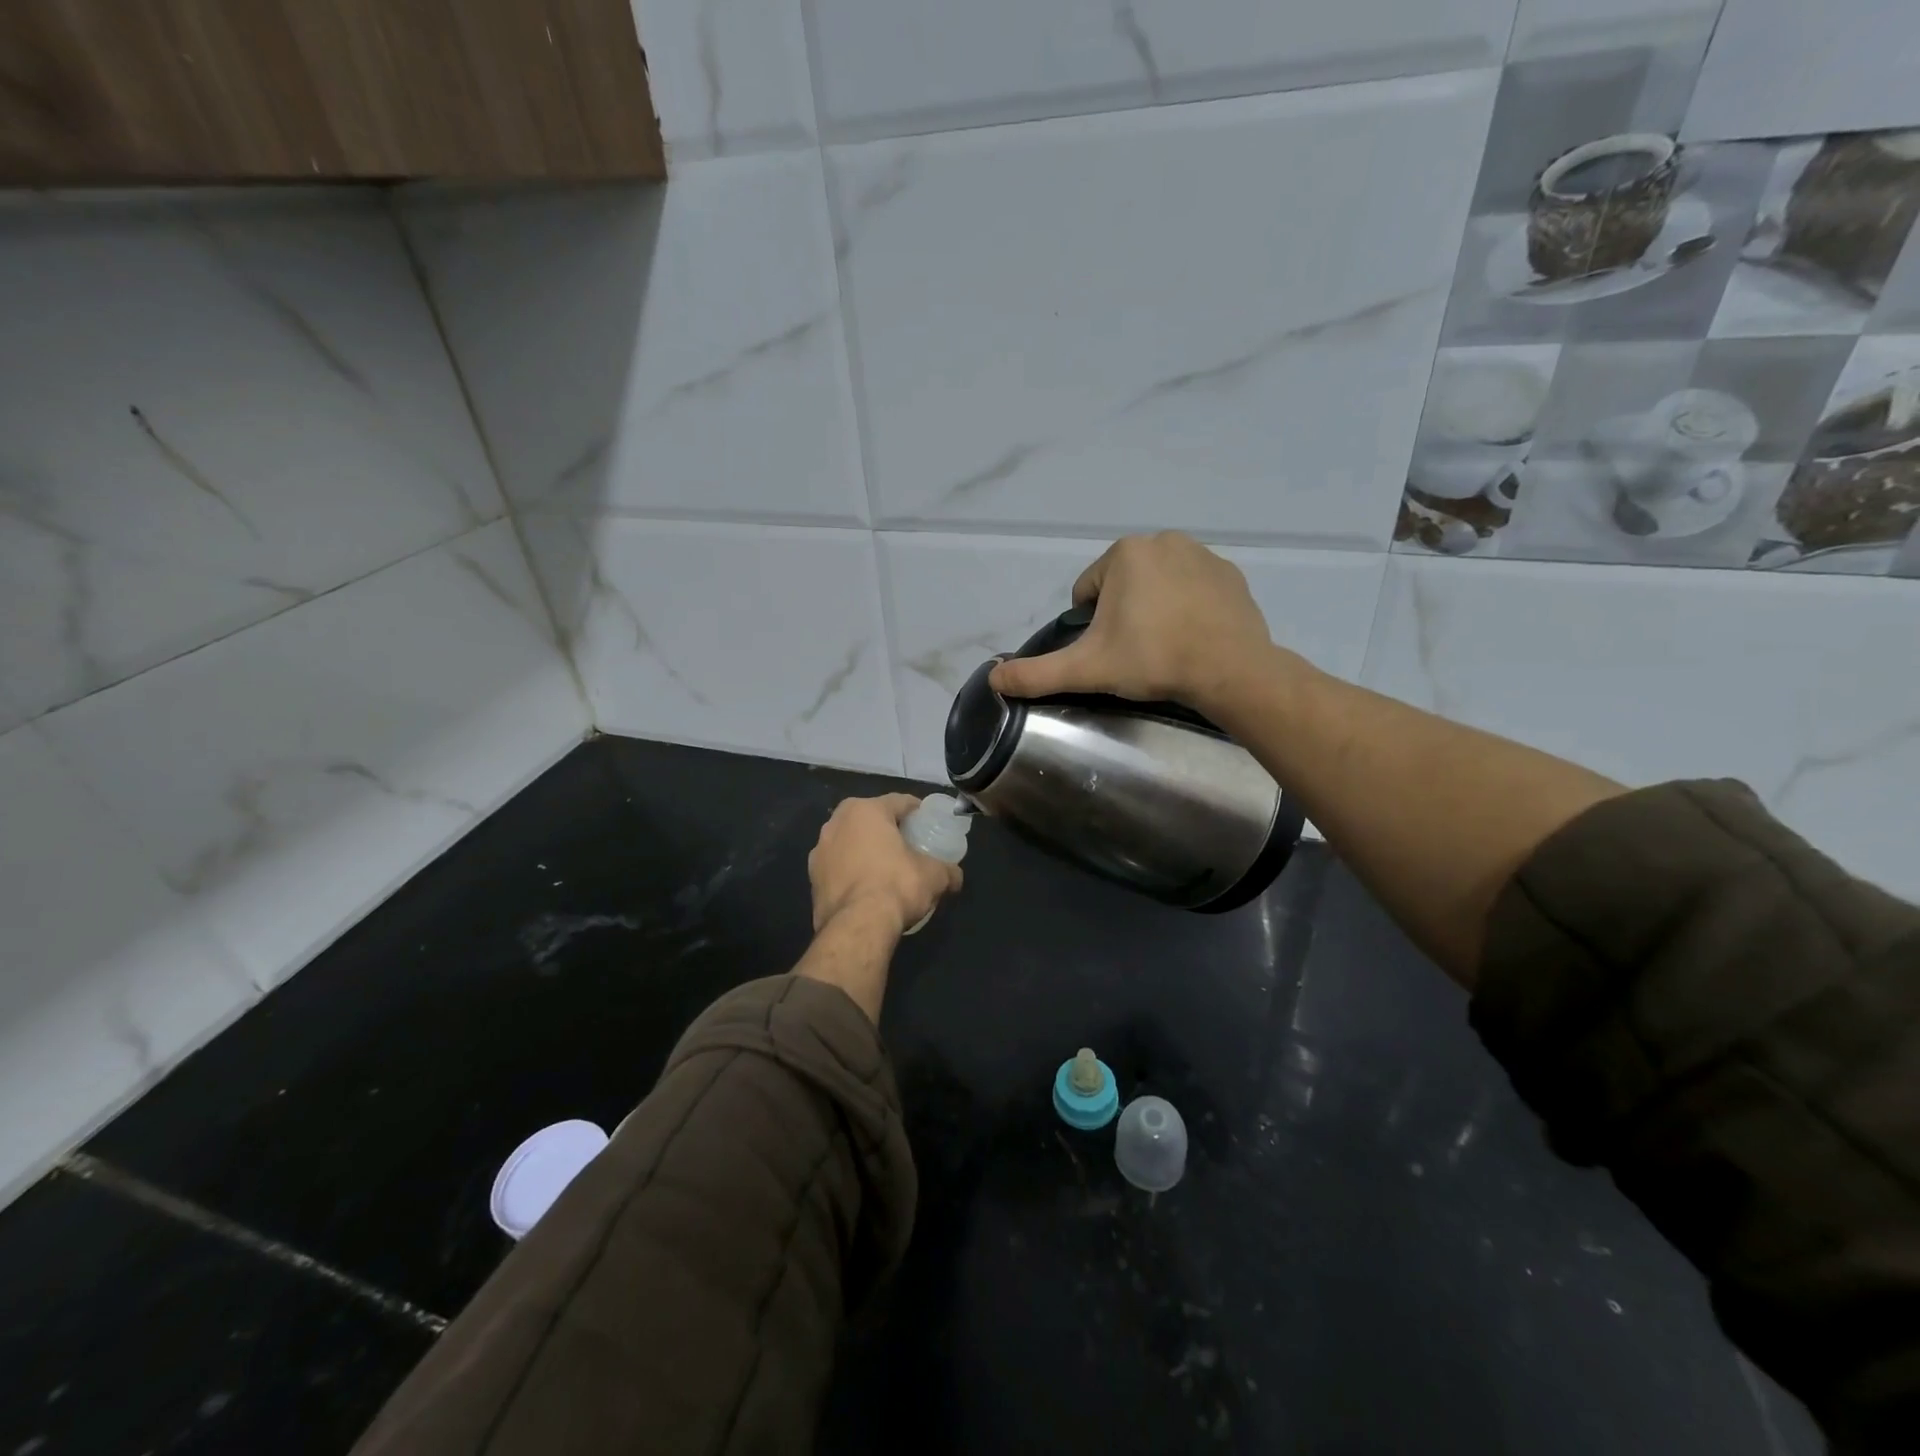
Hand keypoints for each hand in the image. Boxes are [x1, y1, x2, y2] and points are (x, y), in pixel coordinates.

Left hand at [808, 794, 963, 937]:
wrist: (857, 927)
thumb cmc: (896, 886)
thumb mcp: (934, 876)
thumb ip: (947, 871)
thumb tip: (956, 877)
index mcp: (866, 810)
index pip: (899, 801)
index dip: (917, 811)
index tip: (929, 822)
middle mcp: (836, 823)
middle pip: (870, 819)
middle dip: (888, 829)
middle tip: (908, 844)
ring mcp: (819, 851)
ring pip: (850, 842)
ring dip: (866, 850)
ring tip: (886, 867)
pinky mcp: (811, 879)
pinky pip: (839, 867)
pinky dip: (853, 872)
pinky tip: (867, 887)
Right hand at [988, 532, 1281, 713]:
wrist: (1230, 671)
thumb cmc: (1153, 660)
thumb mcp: (1087, 669)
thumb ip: (1037, 673)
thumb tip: (993, 678)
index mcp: (1124, 553)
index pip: (1088, 592)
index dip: (1091, 627)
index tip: (1111, 652)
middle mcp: (1163, 541)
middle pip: (1122, 586)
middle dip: (1123, 616)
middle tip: (1136, 653)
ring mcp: (1202, 554)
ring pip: (1158, 586)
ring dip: (1154, 611)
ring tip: (1165, 648)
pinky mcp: (1231, 575)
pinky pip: (1193, 589)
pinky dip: (1187, 609)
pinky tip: (1192, 638)